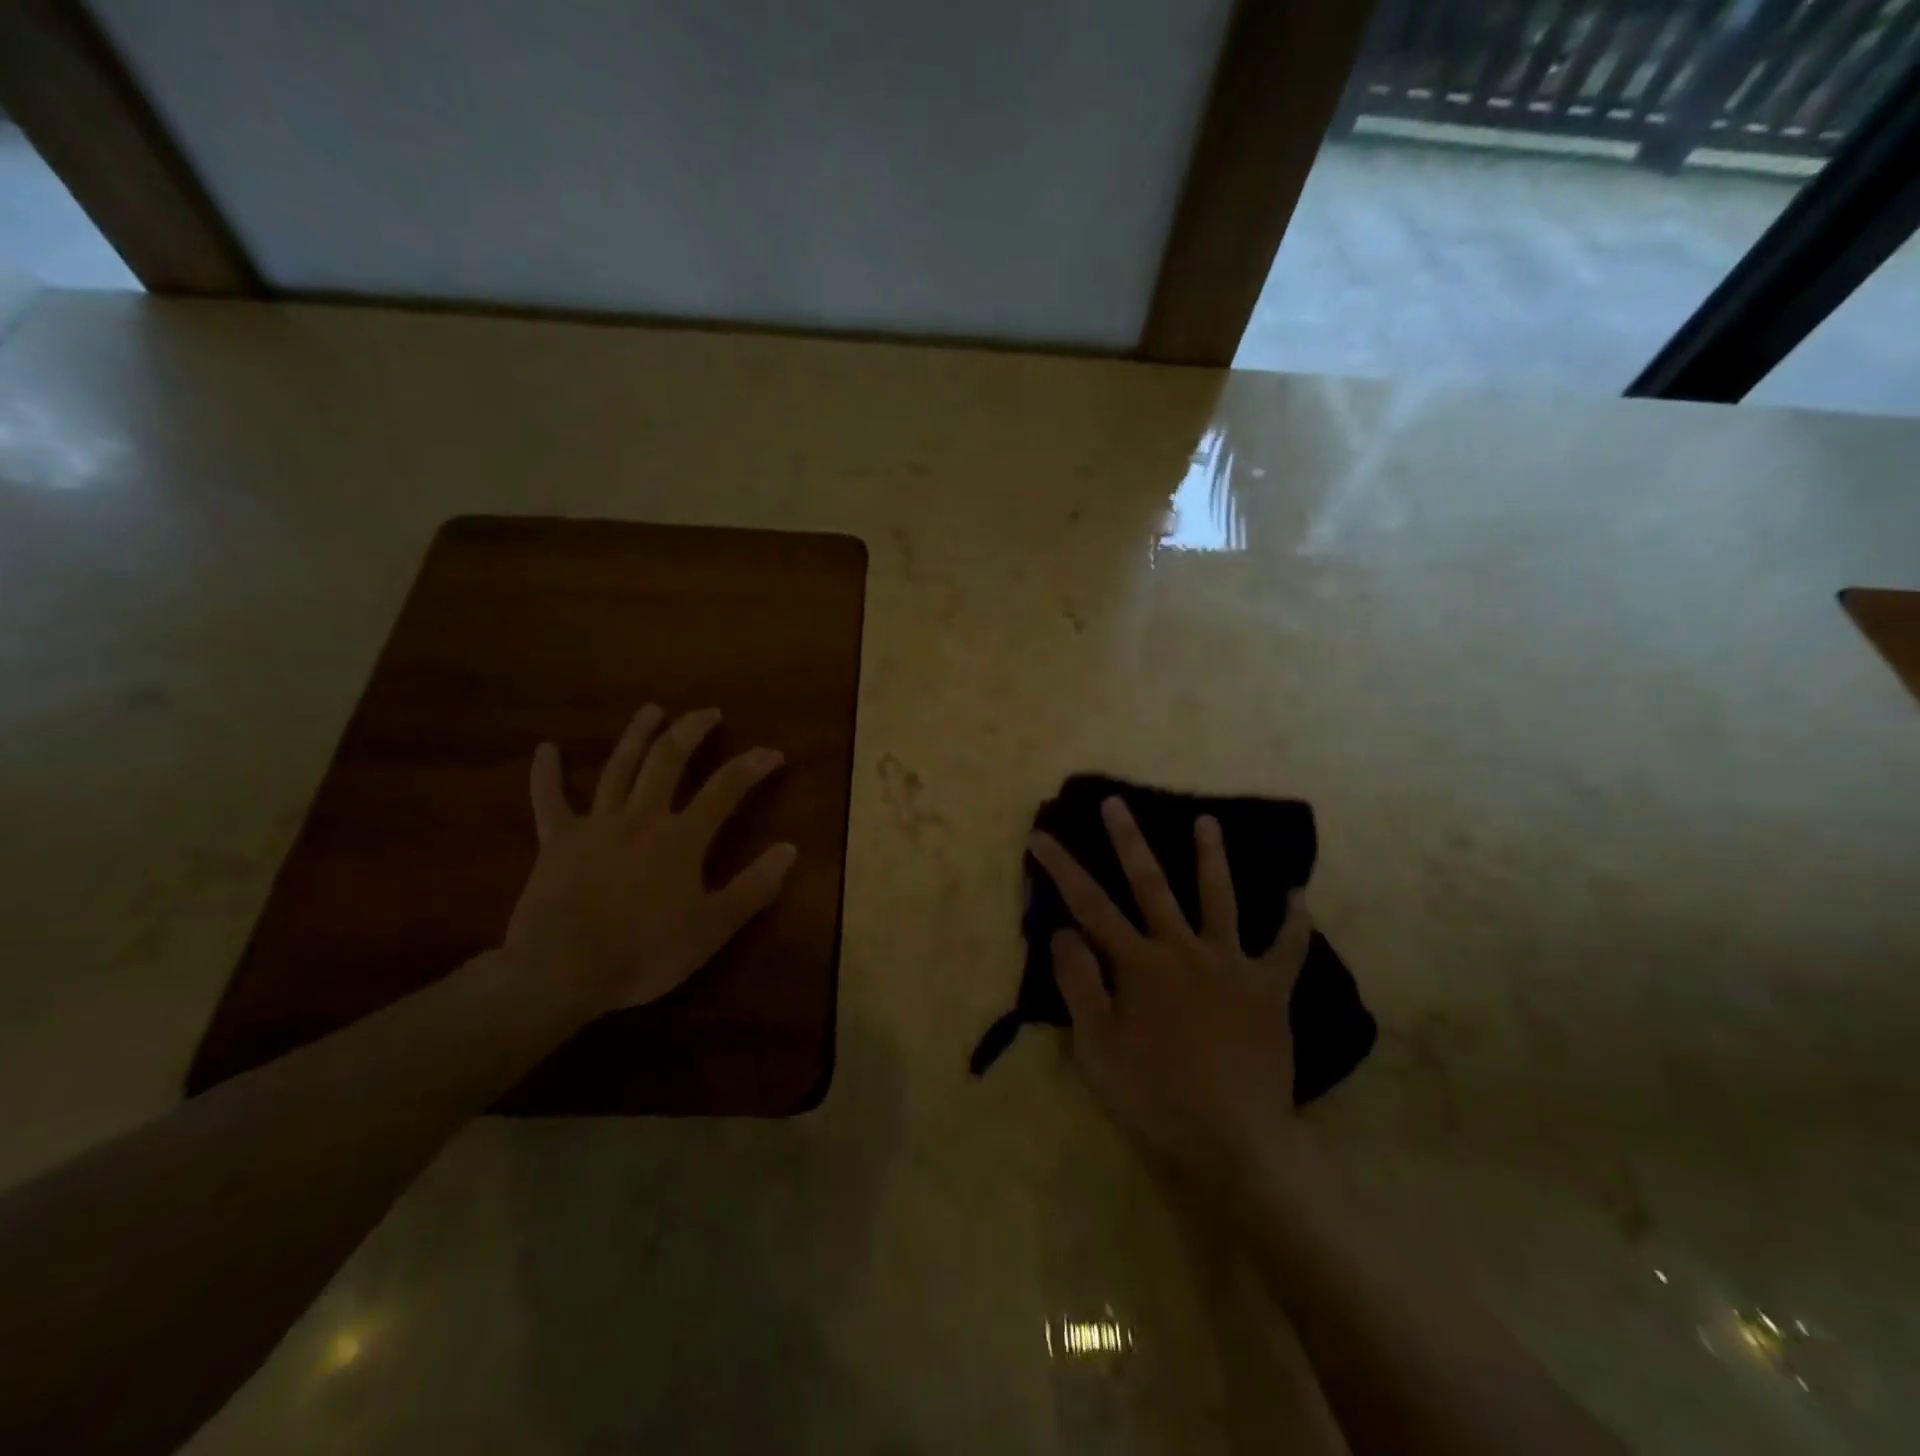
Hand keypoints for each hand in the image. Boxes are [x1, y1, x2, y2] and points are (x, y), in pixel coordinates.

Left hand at [504, 704, 796, 1016]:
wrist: (561, 971)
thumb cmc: (644, 953)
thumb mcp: (712, 928)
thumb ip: (754, 887)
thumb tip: (790, 849)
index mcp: (681, 838)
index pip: (725, 788)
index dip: (752, 766)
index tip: (773, 752)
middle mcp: (641, 818)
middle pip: (668, 761)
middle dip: (691, 731)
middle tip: (708, 712)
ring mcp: (596, 825)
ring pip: (618, 767)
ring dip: (637, 734)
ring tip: (652, 710)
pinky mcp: (556, 842)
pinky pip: (549, 801)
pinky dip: (546, 774)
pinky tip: (544, 749)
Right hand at [1029, 797, 1313, 1191]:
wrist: (1233, 1143)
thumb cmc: (1154, 1099)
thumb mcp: (1097, 1049)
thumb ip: (1079, 984)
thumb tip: (1063, 931)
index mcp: (1138, 965)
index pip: (1089, 905)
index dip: (1061, 867)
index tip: (1041, 835)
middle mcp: (1183, 950)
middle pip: (1151, 884)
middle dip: (1128, 841)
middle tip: (1116, 803)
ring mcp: (1231, 965)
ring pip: (1219, 898)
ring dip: (1211, 858)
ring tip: (1206, 821)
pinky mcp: (1269, 989)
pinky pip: (1287, 948)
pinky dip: (1294, 921)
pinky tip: (1298, 895)